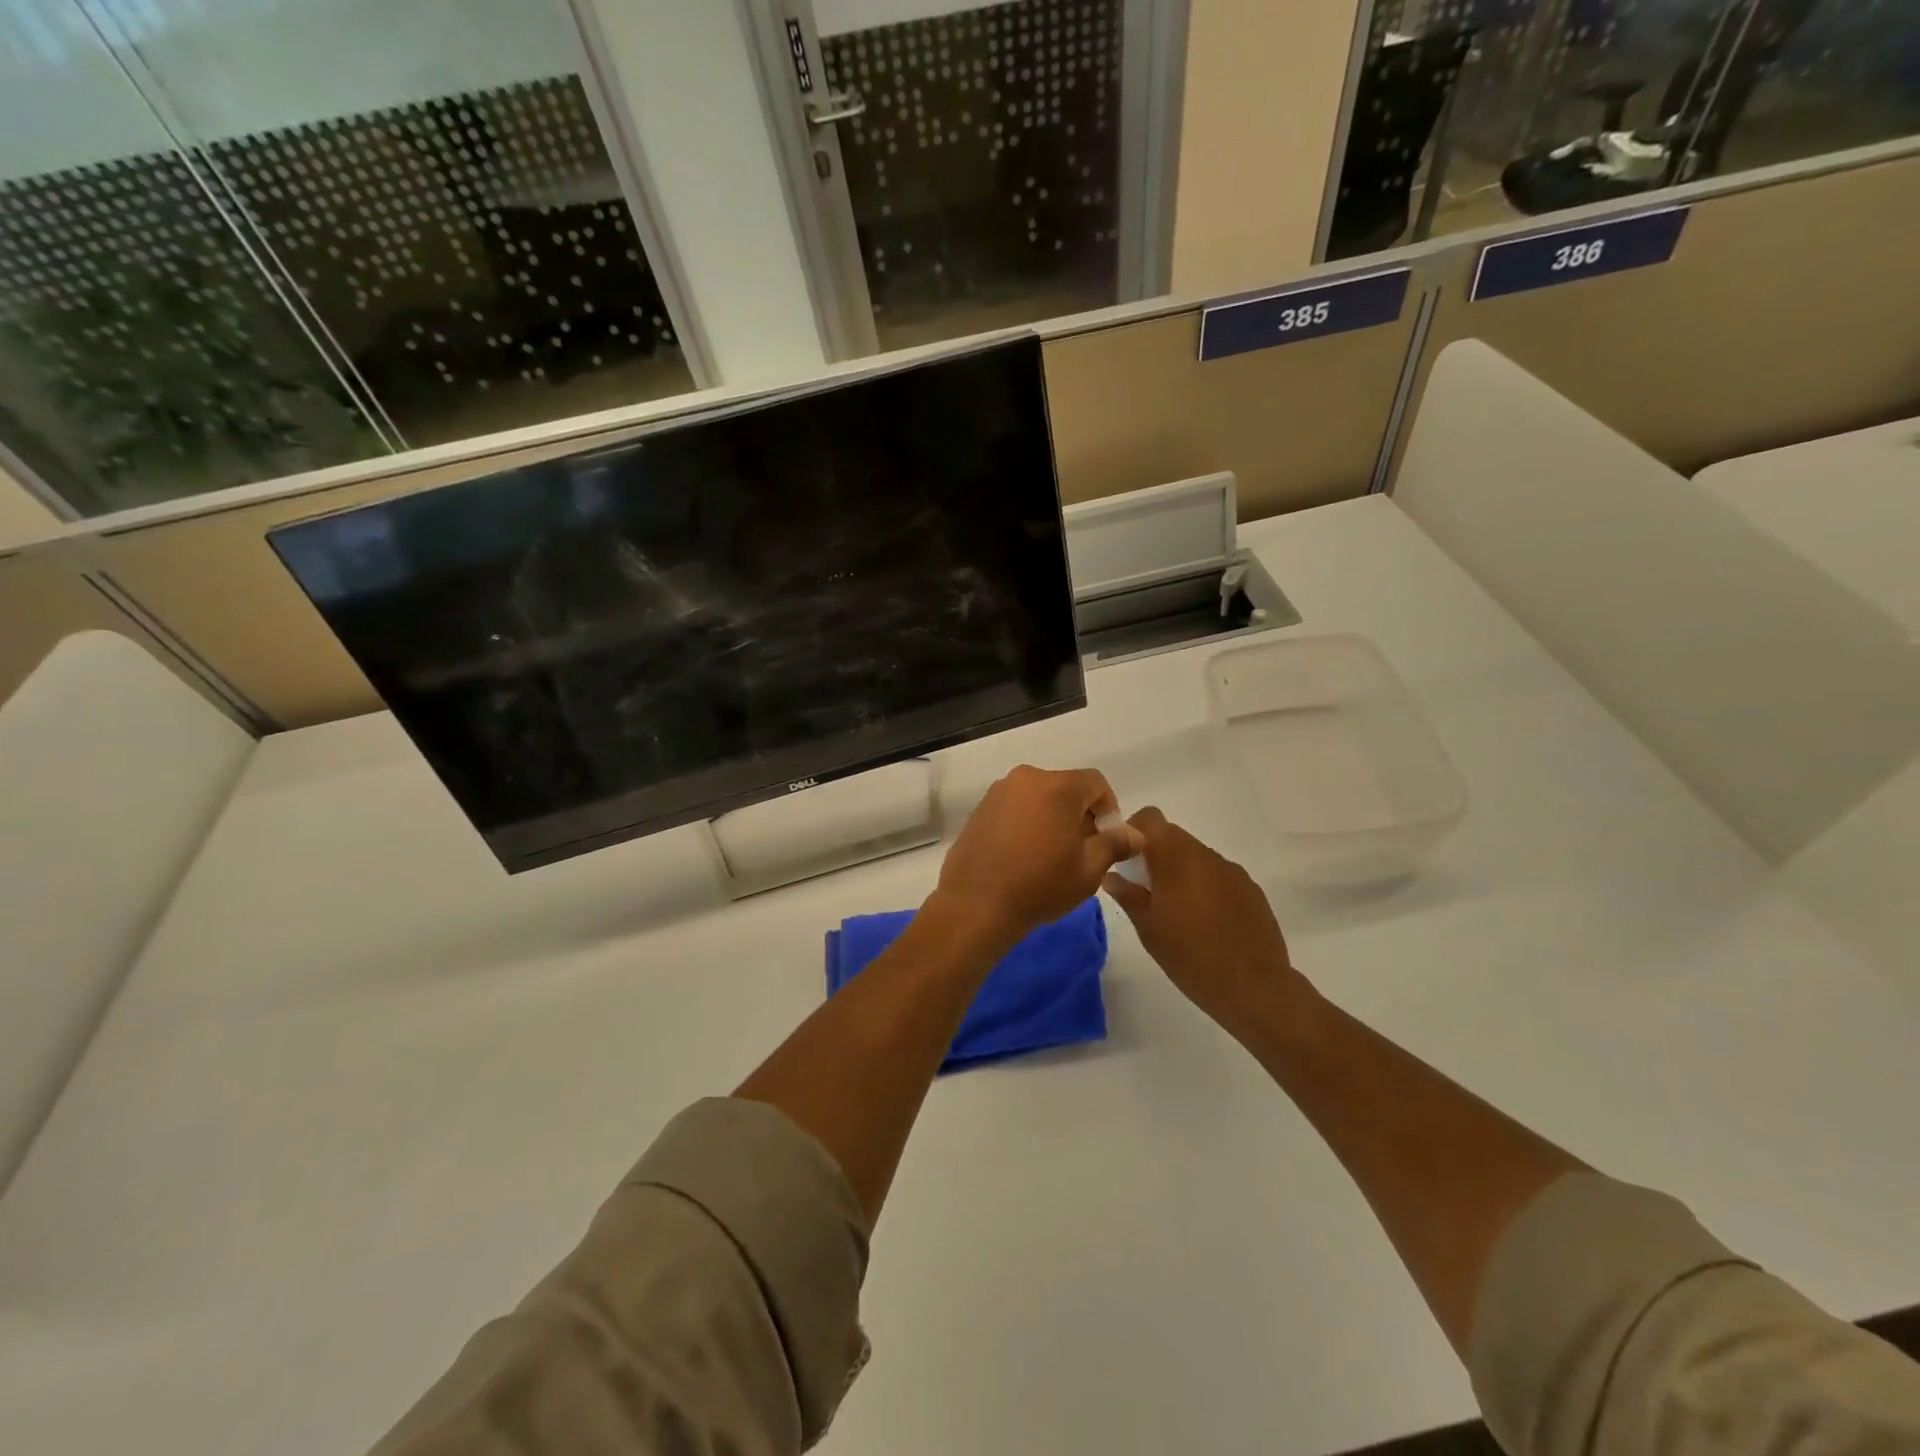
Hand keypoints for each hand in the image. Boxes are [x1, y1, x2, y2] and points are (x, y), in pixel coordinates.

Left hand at [935, 766, 1141, 944]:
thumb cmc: (1040, 886)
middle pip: (1066, 787)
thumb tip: (1135, 833)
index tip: (1106, 839)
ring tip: (1052, 855)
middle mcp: (1026, 778)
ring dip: (1052, 817)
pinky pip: (1015, 807)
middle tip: (1082, 850)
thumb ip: (1114, 844)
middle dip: (1080, 813)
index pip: (1096, 783)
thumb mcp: (1088, 870)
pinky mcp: (980, 809)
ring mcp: (998, 792)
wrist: (975, 904)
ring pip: (1039, 796)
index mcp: (1057, 787)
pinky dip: (1027, 821)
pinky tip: (1024, 854)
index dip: (1109, 808)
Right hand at [1101, 807, 1304, 1030]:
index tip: (1125, 858)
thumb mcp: (1149, 930)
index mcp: (1175, 860)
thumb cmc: (1190, 958)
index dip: (1134, 831)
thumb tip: (1111, 876)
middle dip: (1156, 854)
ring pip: (1196, 855)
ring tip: (1178, 909)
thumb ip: (1128, 896)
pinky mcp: (1251, 888)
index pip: (1151, 819)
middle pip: (1174, 836)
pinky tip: (1207, 920)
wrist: (1254, 987)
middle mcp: (1205, 855)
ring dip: (1182, 870)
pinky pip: (1218, 874)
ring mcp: (1232, 870)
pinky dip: (1205, 885)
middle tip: (1146, 888)